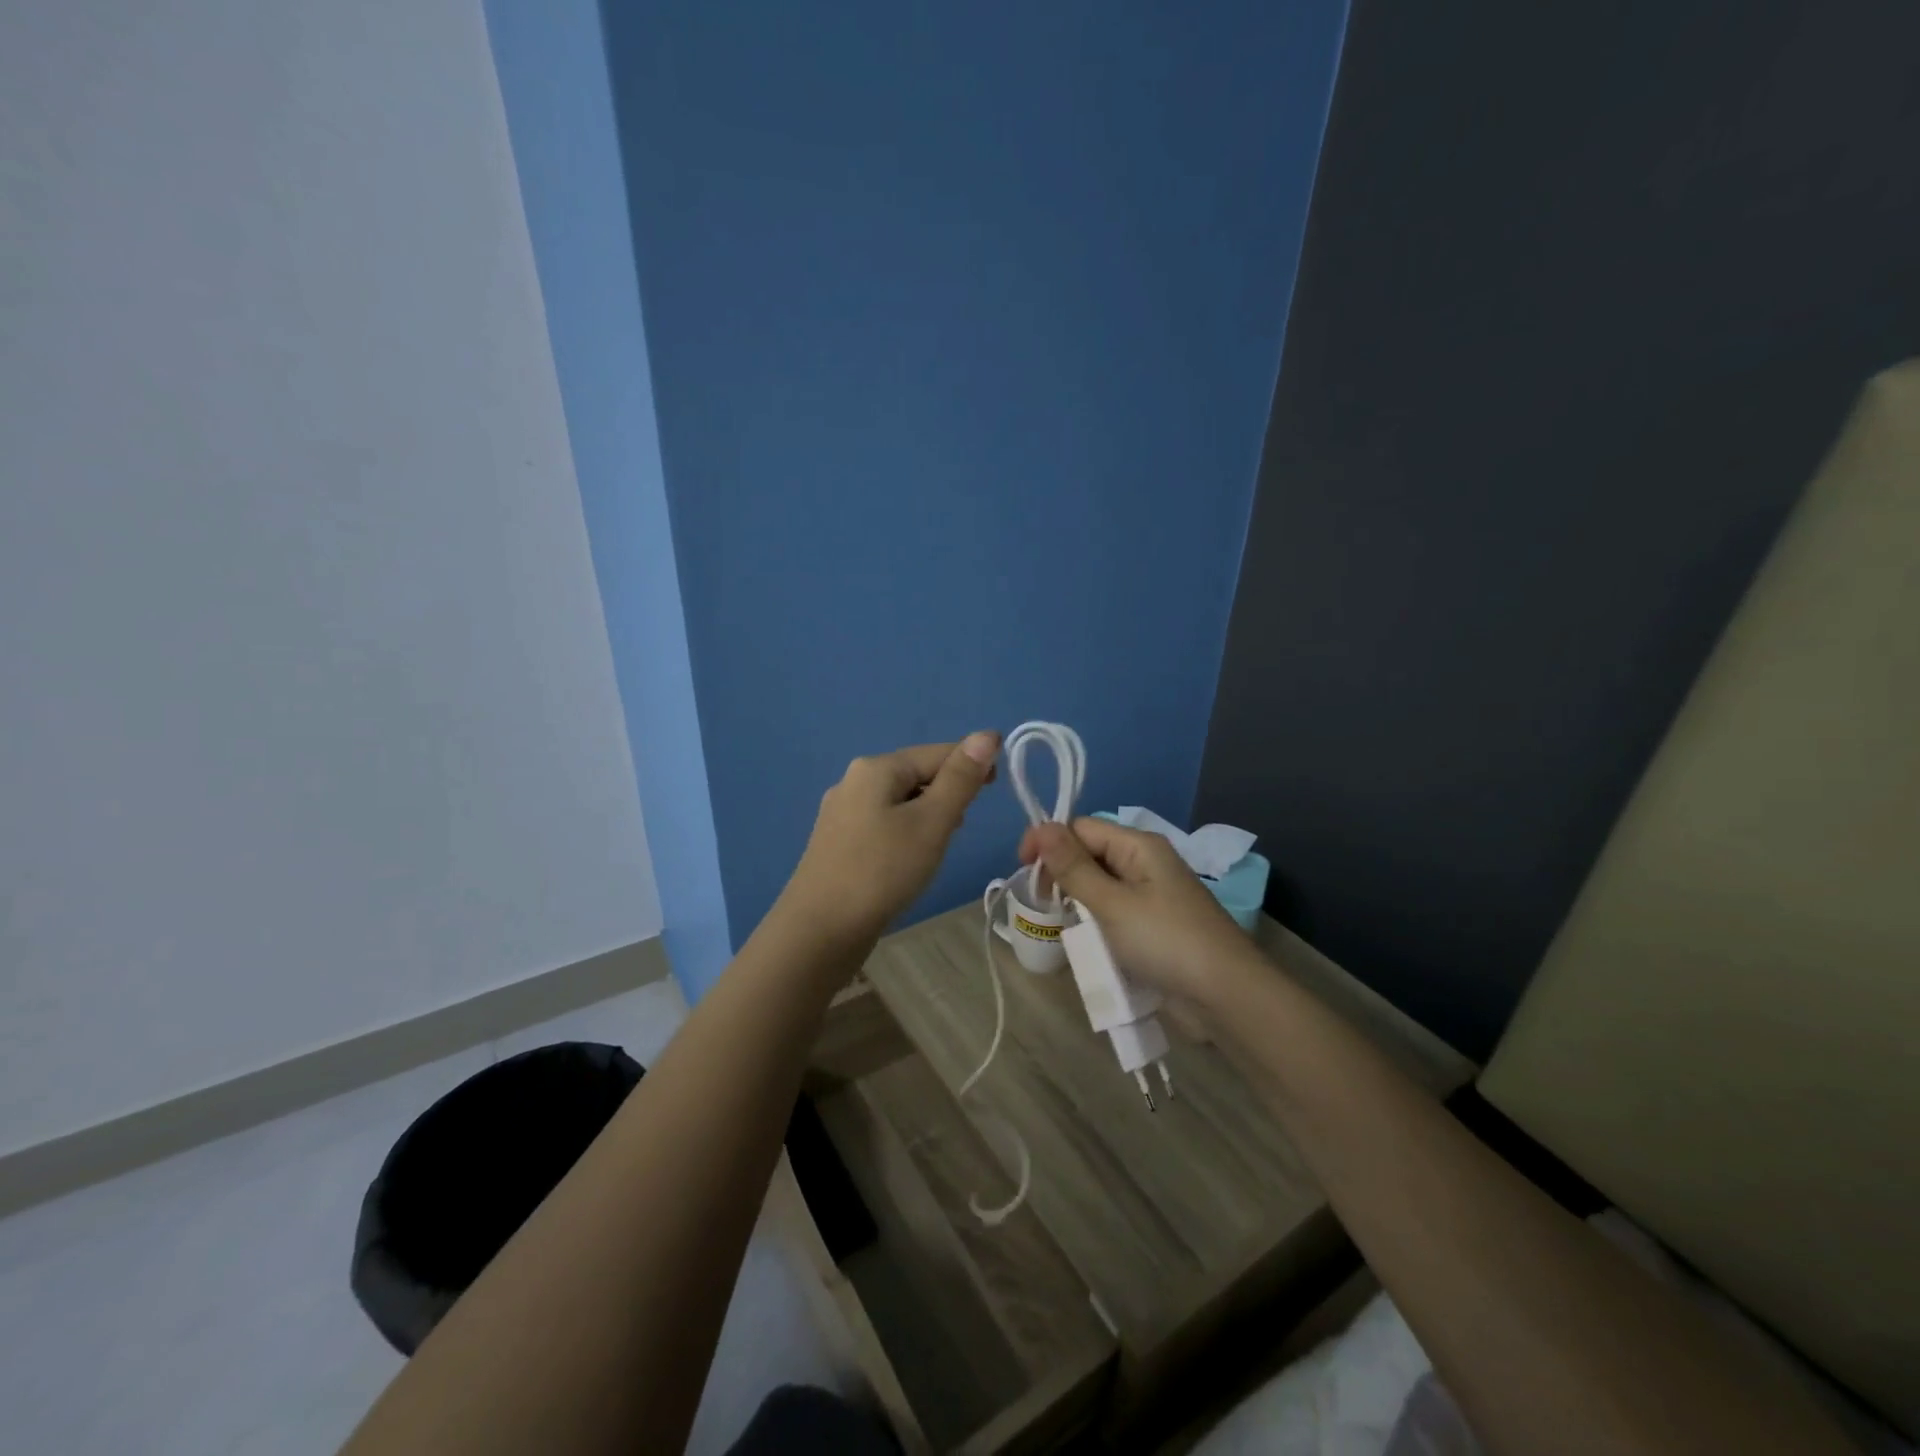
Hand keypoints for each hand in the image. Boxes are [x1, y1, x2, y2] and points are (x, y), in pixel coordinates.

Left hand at [780, 733, 1000, 948]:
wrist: (819, 930)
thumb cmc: (882, 871)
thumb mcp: (932, 822)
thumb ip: (960, 779)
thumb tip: (987, 735)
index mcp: (877, 767)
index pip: (937, 752)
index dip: (972, 763)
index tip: (999, 786)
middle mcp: (854, 780)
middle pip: (916, 774)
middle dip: (948, 790)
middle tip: (965, 824)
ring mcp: (841, 812)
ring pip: (900, 800)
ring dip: (928, 812)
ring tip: (944, 841)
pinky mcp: (838, 842)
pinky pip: (883, 822)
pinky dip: (906, 831)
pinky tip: (912, 857)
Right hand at [1019, 816, 1256, 1004]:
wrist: (1226, 997)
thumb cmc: (1165, 941)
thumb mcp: (1111, 903)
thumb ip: (1073, 867)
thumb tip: (1042, 826)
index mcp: (1139, 846)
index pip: (1081, 828)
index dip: (1049, 842)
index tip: (1023, 870)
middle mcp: (1145, 863)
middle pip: (1089, 854)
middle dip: (1061, 874)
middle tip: (1044, 905)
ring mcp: (1151, 896)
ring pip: (1099, 886)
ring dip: (1077, 902)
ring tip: (1063, 926)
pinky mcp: (1153, 926)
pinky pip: (1113, 913)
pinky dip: (1095, 924)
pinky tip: (1086, 943)